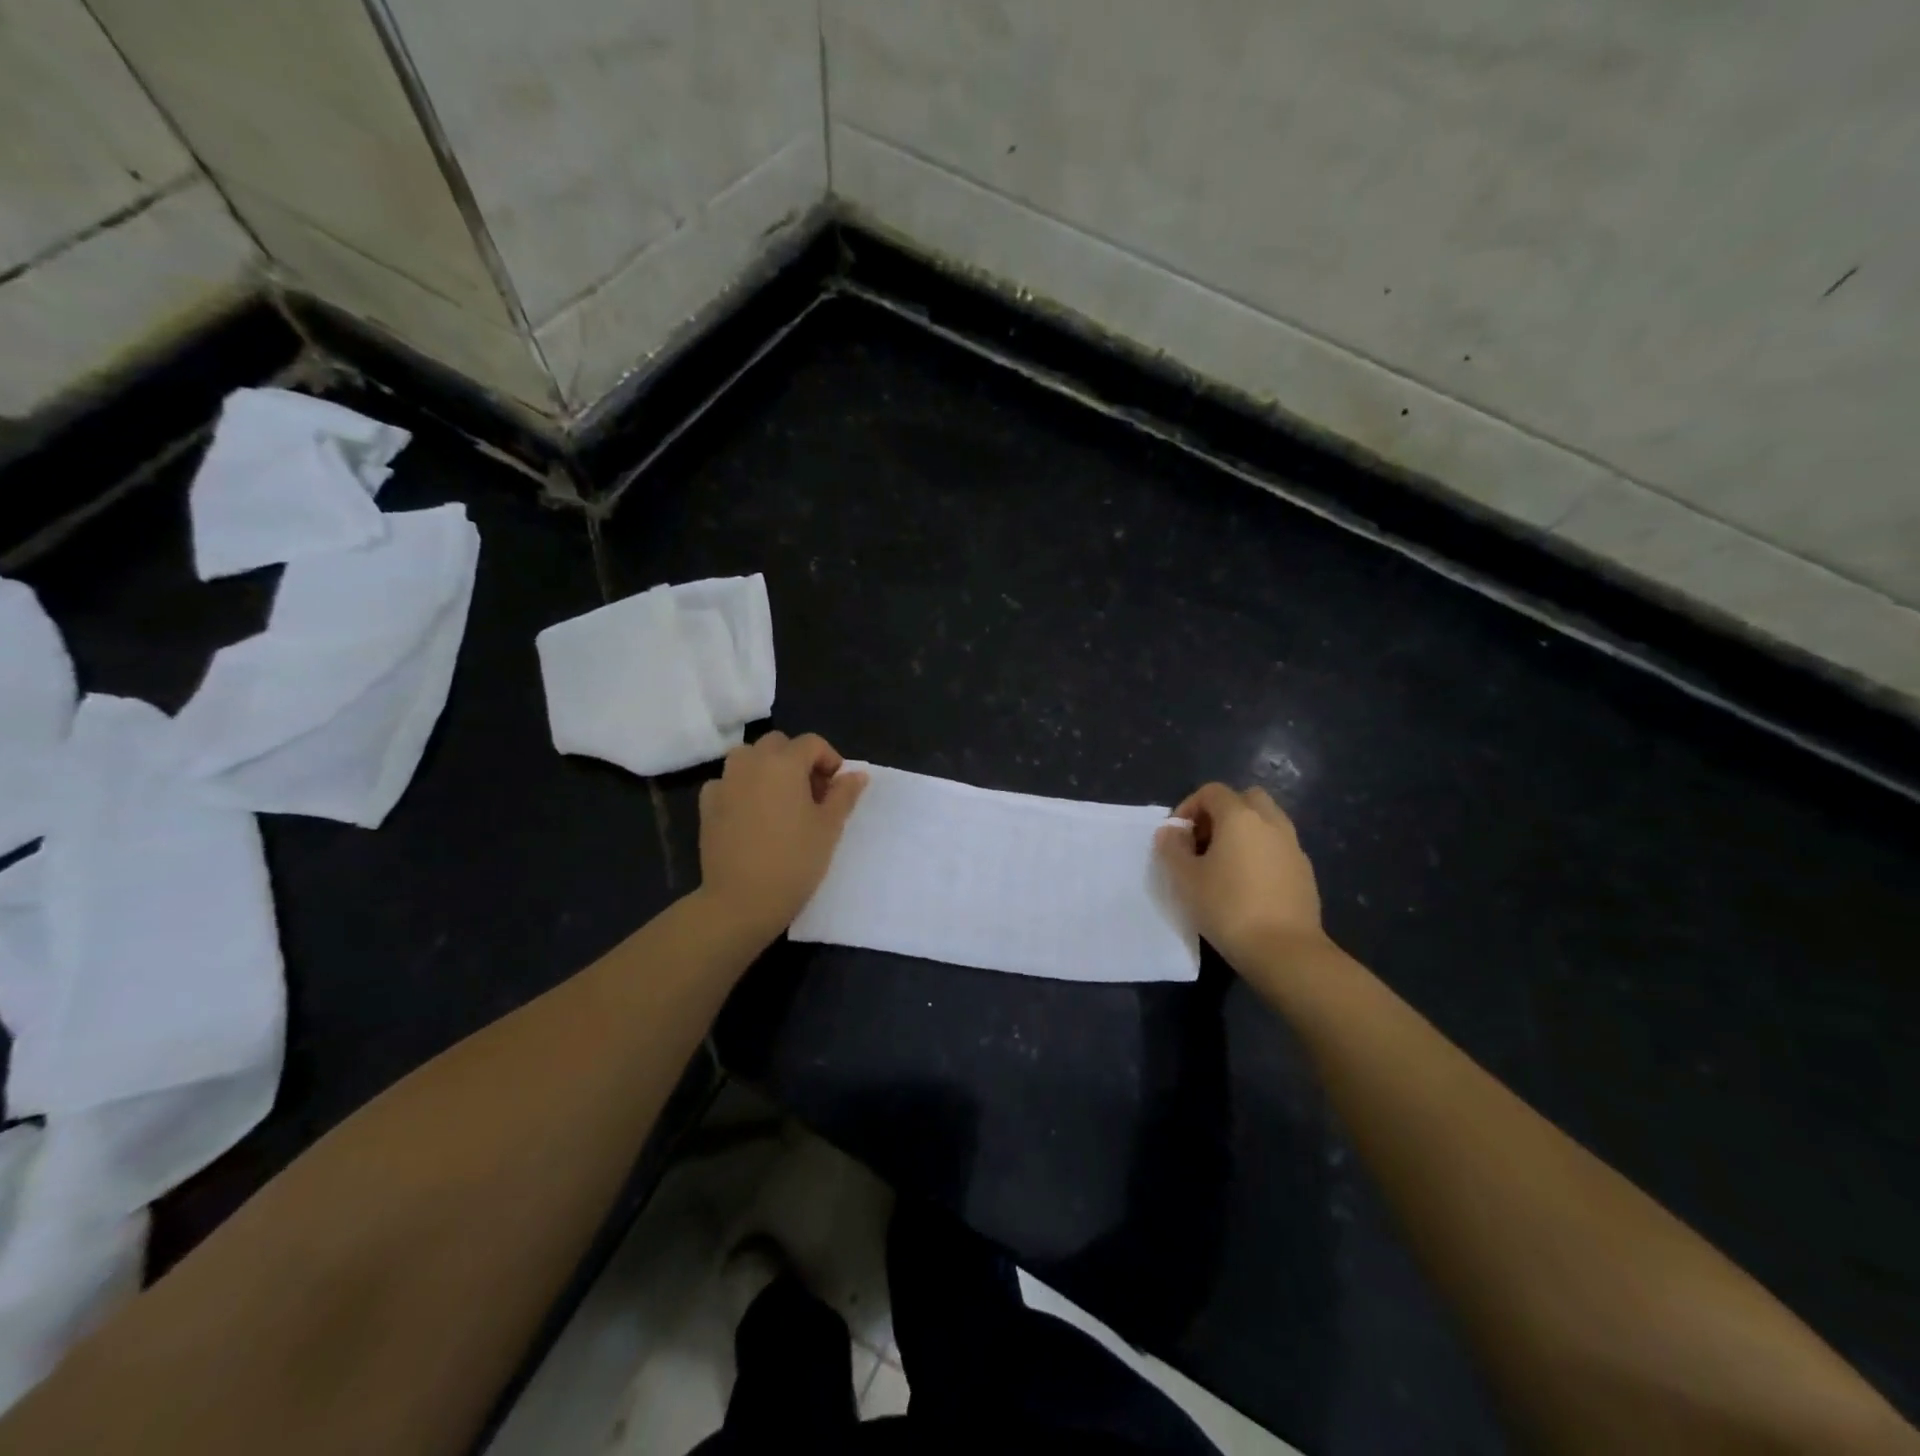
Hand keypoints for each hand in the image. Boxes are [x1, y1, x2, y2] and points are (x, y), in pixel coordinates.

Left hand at [696, 732, 867, 943]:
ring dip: (767, 768)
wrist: (741, 900)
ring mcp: (724, 782)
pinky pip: (728, 782)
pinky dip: (742, 788)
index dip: (830, 760)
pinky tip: (752, 815)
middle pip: (778, 744)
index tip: (837, 789)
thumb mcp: (829, 827)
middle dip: (797, 760)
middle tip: (811, 794)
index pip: (812, 743)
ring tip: (781, 801)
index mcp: (784, 763)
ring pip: (748, 758)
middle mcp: (751, 762)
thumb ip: (844, 794)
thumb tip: (856, 774)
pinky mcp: (707, 805)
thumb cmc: (794, 860)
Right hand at [1155, 783, 1329, 969]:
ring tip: (1224, 864)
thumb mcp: (1185, 878)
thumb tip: (1170, 831)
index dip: (1189, 807)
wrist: (1285, 951)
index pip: (1212, 792)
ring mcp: (1293, 847)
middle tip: (1204, 841)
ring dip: (1244, 832)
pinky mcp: (1305, 872)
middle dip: (1222, 812)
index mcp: (1240, 817)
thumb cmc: (1228, 907)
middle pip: (1246, 799)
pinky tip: (1248, 884)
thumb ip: (1172, 848)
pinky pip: (1279, 848)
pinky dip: (1261, 853)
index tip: (1177, 835)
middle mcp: (1271, 823)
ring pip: (1267, 822)